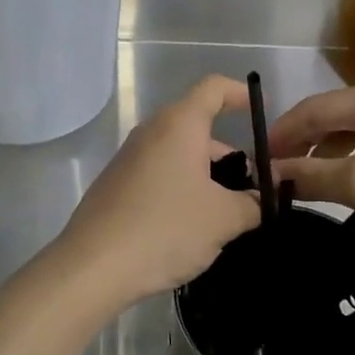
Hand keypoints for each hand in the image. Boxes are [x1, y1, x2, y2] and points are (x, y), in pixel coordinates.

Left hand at [53, 75, 261, 313]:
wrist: (93, 266)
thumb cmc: (166, 228)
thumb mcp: (224, 218)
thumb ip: (253, 202)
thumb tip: (260, 198)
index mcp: (179, 125)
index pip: (214, 88)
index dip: (240, 94)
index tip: (261, 116)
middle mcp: (151, 132)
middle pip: (199, 128)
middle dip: (230, 156)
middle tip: (252, 193)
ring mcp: (129, 158)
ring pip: (179, 155)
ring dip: (207, 177)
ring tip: (226, 218)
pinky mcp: (116, 185)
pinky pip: (159, 175)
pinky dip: (181, 190)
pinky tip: (190, 229)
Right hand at [268, 80, 354, 282]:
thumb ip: (308, 175)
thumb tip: (267, 173)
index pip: (313, 108)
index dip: (280, 134)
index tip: (254, 162)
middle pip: (331, 118)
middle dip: (300, 145)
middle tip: (272, 176)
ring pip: (349, 135)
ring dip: (322, 157)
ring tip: (298, 185)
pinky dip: (347, 165)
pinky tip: (336, 187)